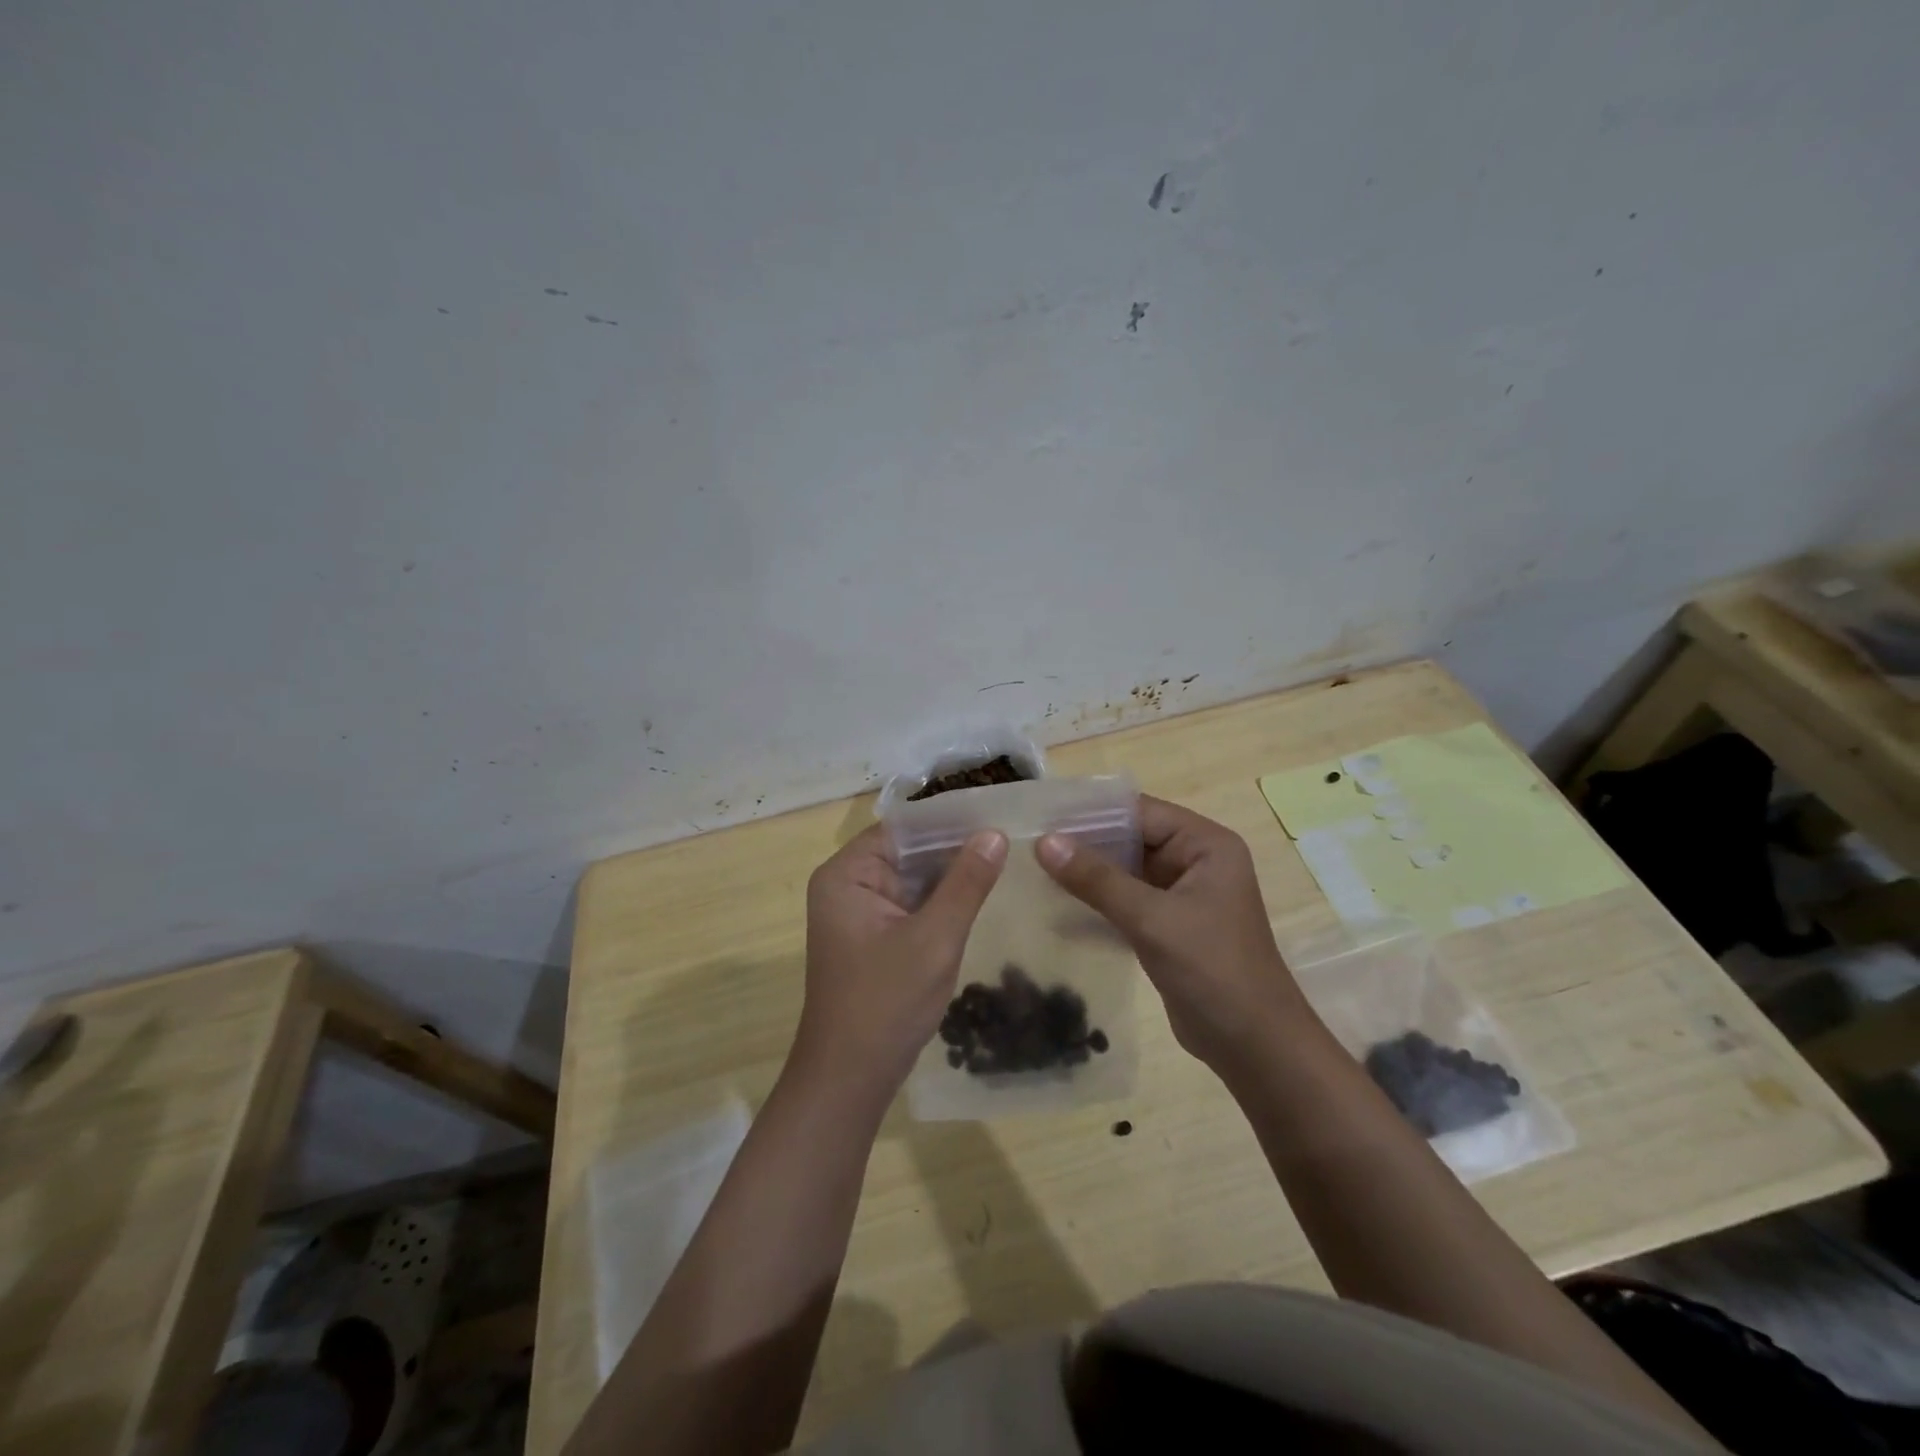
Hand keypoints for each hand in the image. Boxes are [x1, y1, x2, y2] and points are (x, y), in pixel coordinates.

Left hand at [795, 824, 1007, 1104]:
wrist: (850, 1080)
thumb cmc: (886, 1004)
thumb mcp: (934, 939)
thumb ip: (966, 883)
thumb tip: (994, 833)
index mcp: (847, 874)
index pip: (903, 828)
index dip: (948, 822)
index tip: (996, 816)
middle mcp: (847, 885)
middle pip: (908, 852)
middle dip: (954, 849)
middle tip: (1011, 838)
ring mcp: (858, 913)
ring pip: (913, 879)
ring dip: (950, 877)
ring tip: (1004, 860)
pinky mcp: (872, 937)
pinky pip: (910, 905)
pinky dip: (940, 903)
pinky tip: (979, 897)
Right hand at [1037, 795, 1309, 1072]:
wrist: (1253, 1047)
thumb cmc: (1212, 969)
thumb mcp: (1152, 919)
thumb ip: (1097, 879)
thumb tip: (1044, 842)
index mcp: (1205, 845)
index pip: (1140, 812)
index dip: (1091, 813)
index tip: (1043, 815)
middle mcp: (1195, 861)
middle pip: (1131, 840)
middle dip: (1085, 844)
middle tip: (1030, 844)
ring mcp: (1182, 895)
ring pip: (1125, 872)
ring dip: (1087, 874)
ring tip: (1035, 869)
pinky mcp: (1169, 926)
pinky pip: (1126, 902)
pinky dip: (1098, 903)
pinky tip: (1056, 906)